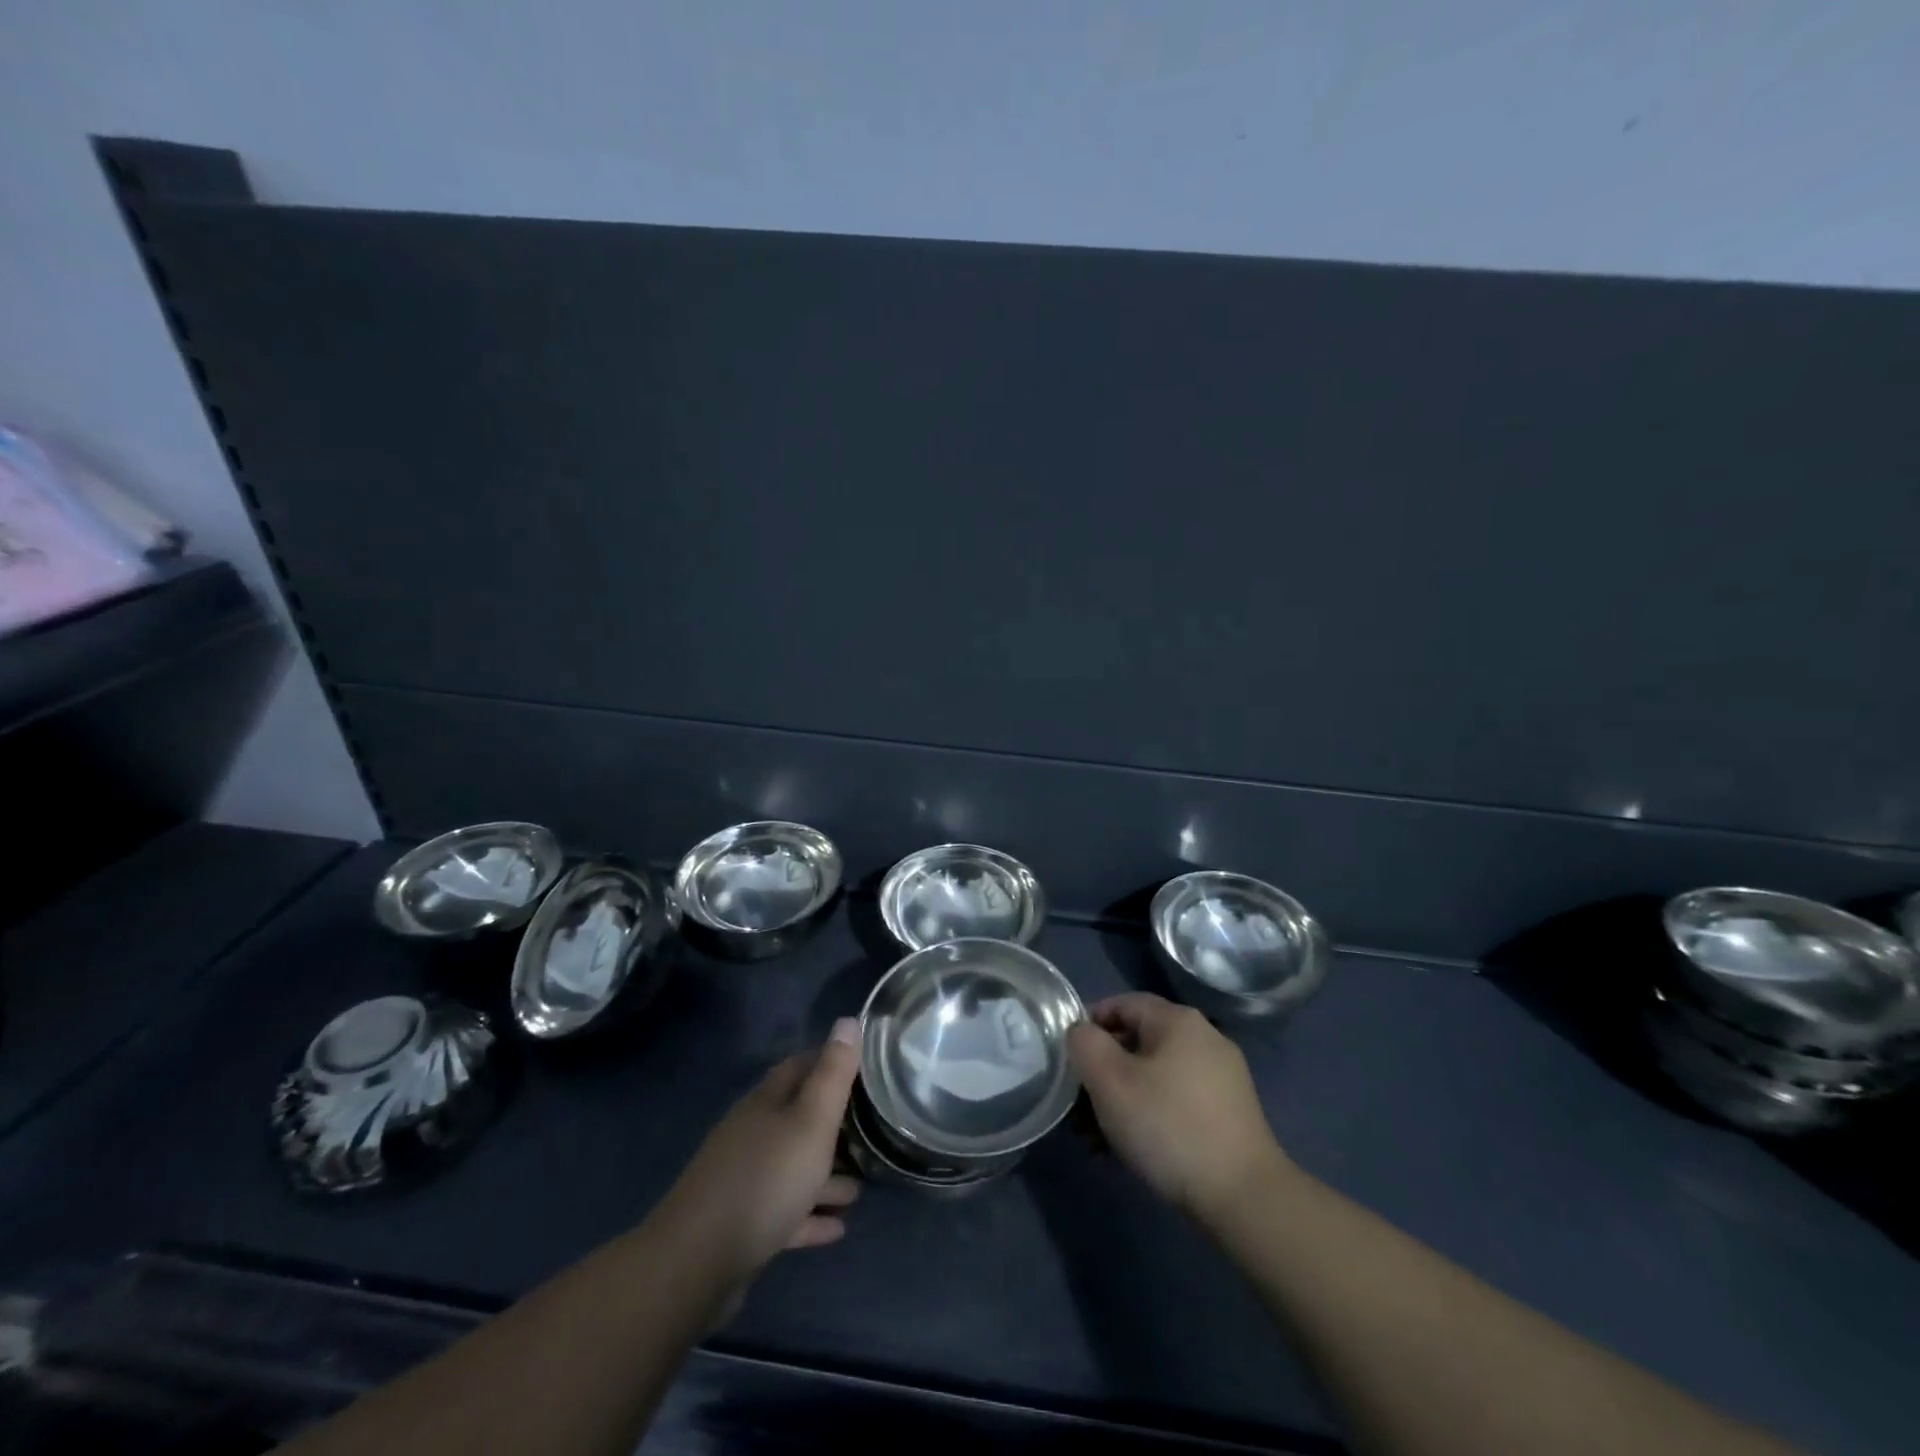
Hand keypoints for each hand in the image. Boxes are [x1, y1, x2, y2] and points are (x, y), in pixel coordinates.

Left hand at [658, 1018, 862, 1288]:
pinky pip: (785, 1212)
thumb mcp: (810, 1121)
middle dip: (833, 1123)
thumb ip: (832, 1074)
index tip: (865, 1068)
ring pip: (793, 1168)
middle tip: (872, 1130)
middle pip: (797, 1118)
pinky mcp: (740, 1224)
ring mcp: (743, 1179)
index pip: (800, 1066)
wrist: (696, 1263)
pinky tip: (837, 1228)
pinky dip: (810, 1215)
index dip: (830, 1061)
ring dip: (826, 1176)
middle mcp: (752, 1134)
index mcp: (766, 1103)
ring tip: (861, 1189)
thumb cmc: (765, 1180)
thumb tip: (849, 1020)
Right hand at [1067, 993, 1284, 1221]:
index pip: (1123, 1003)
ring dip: (1121, 1098)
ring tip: (1095, 1137)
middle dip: (1102, 1071)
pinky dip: (1149, 1114)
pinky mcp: (1229, 1113)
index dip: (1089, 1023)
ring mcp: (1222, 1077)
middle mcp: (1205, 1039)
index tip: (1067, 1056)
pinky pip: (1176, 1100)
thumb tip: (1081, 1032)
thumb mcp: (1110, 1081)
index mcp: (1179, 1021)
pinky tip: (1130, 1149)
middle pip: (1138, 1041)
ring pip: (1155, 1075)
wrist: (1244, 1197)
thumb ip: (1085, 1044)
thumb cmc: (1169, 1126)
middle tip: (1076, 1105)